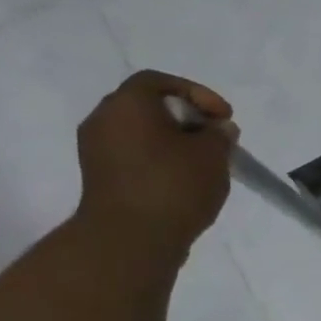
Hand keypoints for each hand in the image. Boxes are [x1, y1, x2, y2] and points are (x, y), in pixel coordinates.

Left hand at [75, 70, 235, 252]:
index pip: (159, 81)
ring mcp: (96, 151)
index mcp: (127, 104)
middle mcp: (103, 120)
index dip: (197, 93)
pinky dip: (160, 160)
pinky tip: (184, 180)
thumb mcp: (212, 155)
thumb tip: (218, 129)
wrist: (130, 239)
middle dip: (186, 118)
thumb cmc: (174, 185)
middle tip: (215, 136)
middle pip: (148, 106)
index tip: (224, 117)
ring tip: (204, 161)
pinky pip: (134, 156)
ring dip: (174, 141)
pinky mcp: (100, 178)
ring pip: (141, 133)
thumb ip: (219, 135)